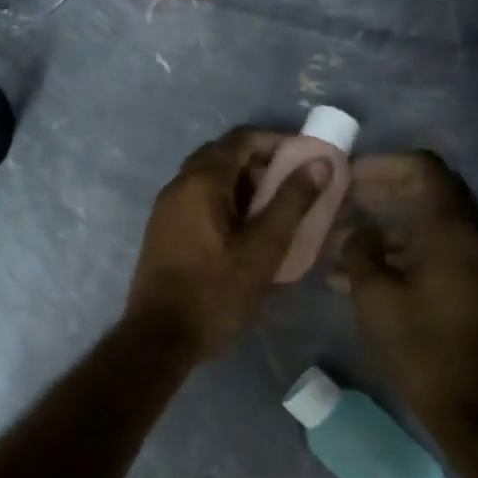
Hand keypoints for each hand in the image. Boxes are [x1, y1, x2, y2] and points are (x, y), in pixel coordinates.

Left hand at [126, 128, 321, 360]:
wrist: (159, 338)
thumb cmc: (215, 293)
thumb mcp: (262, 249)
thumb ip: (291, 202)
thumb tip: (319, 161)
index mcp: (201, 181)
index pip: (241, 140)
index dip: (276, 141)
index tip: (306, 157)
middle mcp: (178, 185)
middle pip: (223, 156)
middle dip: (260, 163)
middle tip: (293, 184)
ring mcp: (166, 208)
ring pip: (209, 180)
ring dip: (242, 185)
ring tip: (275, 211)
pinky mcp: (163, 231)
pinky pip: (198, 201)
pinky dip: (224, 203)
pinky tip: (245, 232)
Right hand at [334, 151, 477, 431]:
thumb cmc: (422, 347)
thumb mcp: (375, 297)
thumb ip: (360, 252)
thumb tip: (357, 234)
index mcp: (452, 230)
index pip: (423, 168)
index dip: (383, 165)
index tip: (349, 178)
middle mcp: (474, 236)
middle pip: (432, 191)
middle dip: (387, 190)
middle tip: (348, 201)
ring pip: (434, 224)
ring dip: (392, 225)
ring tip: (347, 245)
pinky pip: (441, 251)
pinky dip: (406, 251)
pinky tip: (368, 276)